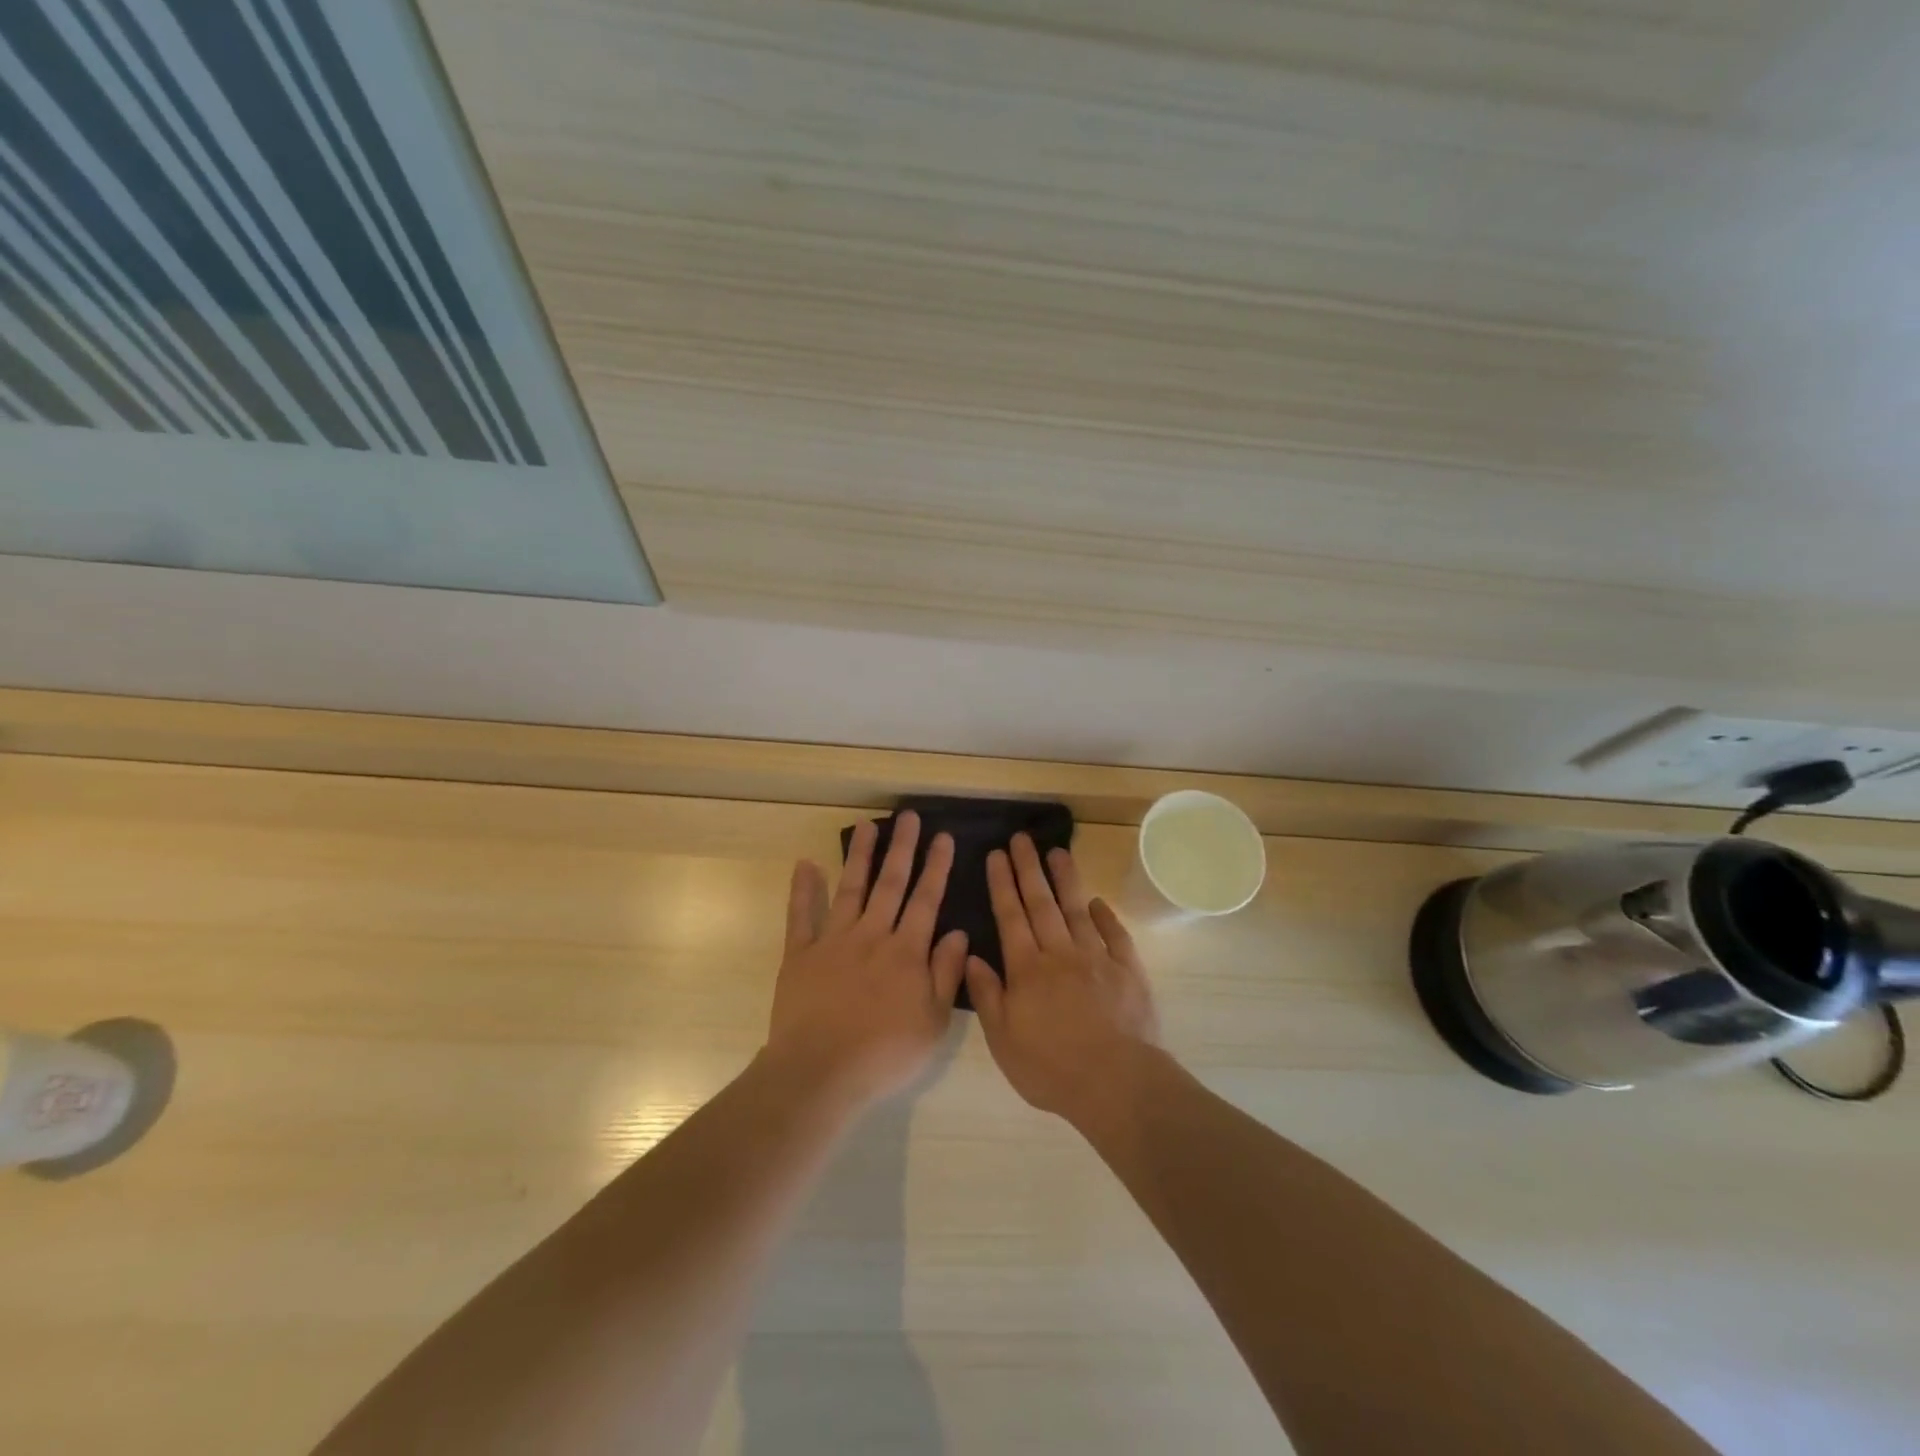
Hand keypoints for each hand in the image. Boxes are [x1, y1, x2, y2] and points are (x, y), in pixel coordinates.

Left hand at [765, 811, 967, 1111]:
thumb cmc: (884, 1054)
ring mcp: (833, 941)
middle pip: (890, 884)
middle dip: (903, 848)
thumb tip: (959, 932)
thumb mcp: (933, 1022)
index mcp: (906, 952)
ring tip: (868, 826)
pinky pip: (800, 915)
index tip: (944, 837)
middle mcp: (871, 935)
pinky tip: (806, 864)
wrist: (820, 1072)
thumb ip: (946, 973)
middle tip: (909, 816)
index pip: (926, 900)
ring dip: (861, 856)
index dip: (937, 867)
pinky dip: (803, 889)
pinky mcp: (800, 954)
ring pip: (850, 889)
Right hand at [965, 835, 1160, 1126]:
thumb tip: (972, 956)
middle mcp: (1060, 953)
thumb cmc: (1051, 1067)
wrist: (1115, 1082)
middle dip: (1029, 869)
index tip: (997, 855)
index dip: (1002, 884)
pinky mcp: (1128, 970)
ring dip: (1066, 880)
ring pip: (1077, 910)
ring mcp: (1096, 958)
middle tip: (1022, 839)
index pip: (1010, 917)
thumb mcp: (1003, 1040)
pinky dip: (1106, 916)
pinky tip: (1098, 901)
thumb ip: (987, 995)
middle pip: (1041, 903)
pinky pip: (1115, 935)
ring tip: (1057, 852)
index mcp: (1027, 969)